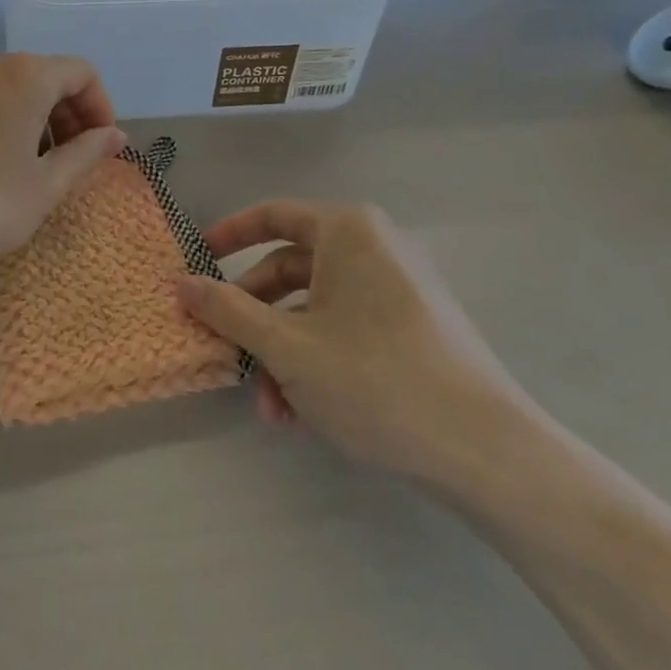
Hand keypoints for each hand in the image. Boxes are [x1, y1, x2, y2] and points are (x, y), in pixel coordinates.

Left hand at [0, 54, 123, 288]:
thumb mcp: (46, 185)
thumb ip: (87, 153)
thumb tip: (116, 136)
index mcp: (25, 75)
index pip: (81, 73)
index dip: (101, 108)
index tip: (102, 149)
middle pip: (48, 76)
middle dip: (71, 114)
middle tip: (75, 161)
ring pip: (16, 87)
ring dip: (40, 118)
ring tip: (40, 167)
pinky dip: (9, 119)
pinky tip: (3, 162)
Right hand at [178, 202, 522, 482]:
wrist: (489, 453)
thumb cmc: (375, 379)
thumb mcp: (287, 346)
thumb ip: (227, 310)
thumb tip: (180, 283)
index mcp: (347, 230)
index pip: (272, 215)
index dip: (228, 236)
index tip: (195, 263)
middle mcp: (375, 247)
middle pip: (291, 268)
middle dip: (254, 317)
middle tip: (227, 351)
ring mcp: (399, 288)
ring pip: (317, 308)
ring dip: (282, 352)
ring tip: (270, 406)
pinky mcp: (415, 328)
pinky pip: (348, 329)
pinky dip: (317, 360)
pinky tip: (302, 413)